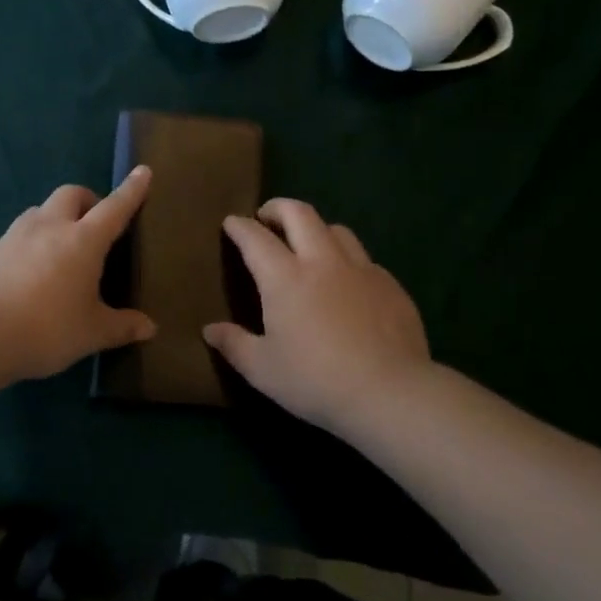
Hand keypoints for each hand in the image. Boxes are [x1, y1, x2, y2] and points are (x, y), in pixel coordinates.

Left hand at [0, 166, 156, 381]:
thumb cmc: (46, 330)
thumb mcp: (91, 333)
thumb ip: (122, 326)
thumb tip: (150, 328)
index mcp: (82, 241)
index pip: (114, 208)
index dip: (131, 191)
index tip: (142, 171)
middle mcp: (48, 228)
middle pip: (70, 194)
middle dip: (86, 200)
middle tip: (93, 224)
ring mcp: (12, 237)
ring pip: (37, 212)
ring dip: (52, 220)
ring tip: (57, 251)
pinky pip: (10, 241)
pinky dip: (23, 249)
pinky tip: (21, 279)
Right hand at [203, 198, 431, 434]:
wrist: (390, 393)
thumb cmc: (316, 381)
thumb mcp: (263, 370)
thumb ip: (234, 345)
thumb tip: (209, 330)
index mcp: (285, 278)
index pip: (255, 238)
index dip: (240, 226)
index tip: (231, 222)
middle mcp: (322, 262)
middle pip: (300, 214)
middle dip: (278, 208)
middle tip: (267, 217)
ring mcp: (361, 270)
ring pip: (336, 229)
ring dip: (316, 229)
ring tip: (308, 245)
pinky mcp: (390, 285)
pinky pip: (364, 259)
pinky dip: (346, 259)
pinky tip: (347, 282)